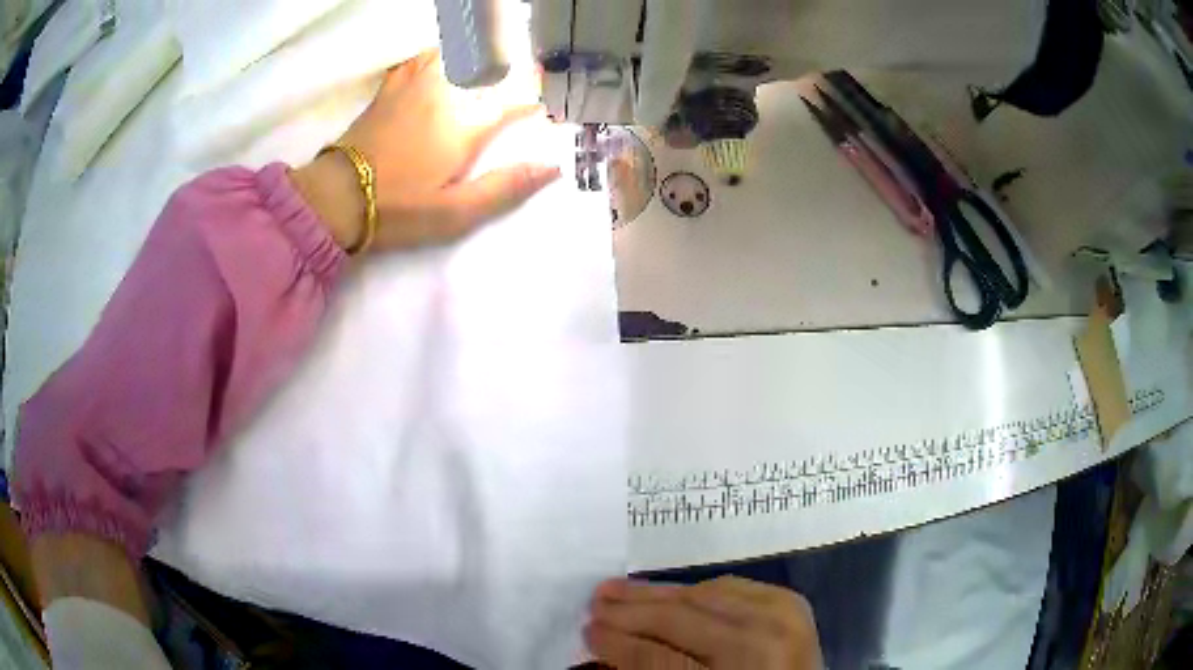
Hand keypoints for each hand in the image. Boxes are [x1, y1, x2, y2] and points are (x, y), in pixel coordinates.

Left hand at [292, 50, 559, 252]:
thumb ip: (504, 187)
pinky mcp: (391, 88)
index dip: (537, 94)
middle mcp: (444, 93)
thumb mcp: (455, 213)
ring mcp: (414, 85)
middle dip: (510, 58)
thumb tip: (551, 167)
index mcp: (464, 124)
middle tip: (523, 65)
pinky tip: (441, 61)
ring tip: (488, 56)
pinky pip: (420, 57)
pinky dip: (437, 53)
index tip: (549, 100)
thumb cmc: (399, 208)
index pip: (514, 97)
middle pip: (485, 59)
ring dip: (476, 50)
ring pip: (453, 50)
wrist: (337, 198)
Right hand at [586, 577, 822, 668]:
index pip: (659, 658)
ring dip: (656, 594)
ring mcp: (782, 618)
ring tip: (618, 590)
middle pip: (680, 619)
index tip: (589, 631)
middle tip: (595, 602)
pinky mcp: (790, 603)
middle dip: (630, 612)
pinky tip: (670, 592)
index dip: (618, 645)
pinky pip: (731, 587)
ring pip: (702, 595)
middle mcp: (761, 643)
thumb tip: (612, 646)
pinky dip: (696, 590)